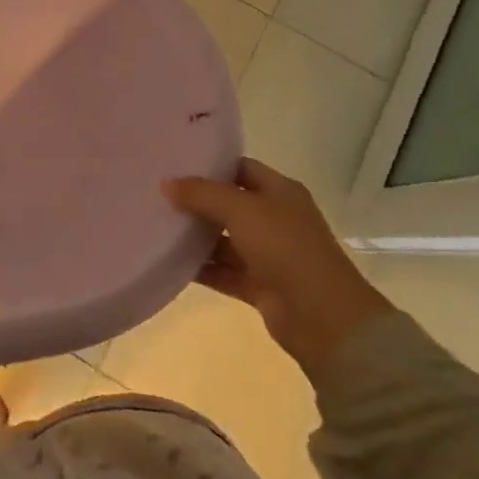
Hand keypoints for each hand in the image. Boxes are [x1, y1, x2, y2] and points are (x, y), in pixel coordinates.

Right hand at [163, 158, 394, 382]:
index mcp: (280, 192)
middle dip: (197, 200)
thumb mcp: (241, 210)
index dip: (210, 164)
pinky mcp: (259, 285)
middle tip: (156, 192)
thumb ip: (202, 194)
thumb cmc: (285, 248)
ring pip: (224, 239)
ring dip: (196, 236)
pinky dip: (201, 267)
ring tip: (155, 225)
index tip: (174, 162)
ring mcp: (268, 254)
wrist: (322, 317)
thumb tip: (166, 183)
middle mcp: (275, 219)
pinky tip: (169, 262)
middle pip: (229, 203)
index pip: (240, 168)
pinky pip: (223, 271)